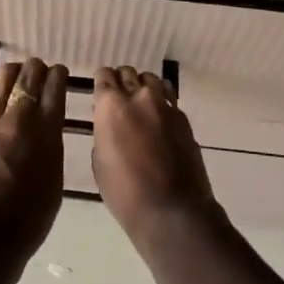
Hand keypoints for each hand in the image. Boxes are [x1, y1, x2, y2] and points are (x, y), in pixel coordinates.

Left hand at [0, 58, 67, 256]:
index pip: (55, 89)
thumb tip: (46, 130)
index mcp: (46, 131)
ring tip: (16, 71)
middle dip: (37, 69)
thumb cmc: (27, 220)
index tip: (60, 73)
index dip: (59, 76)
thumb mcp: (54, 182)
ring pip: (1, 82)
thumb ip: (51, 148)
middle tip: (40, 70)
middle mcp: (18, 118)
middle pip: (28, 78)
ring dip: (11, 72)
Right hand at [90, 66, 216, 246]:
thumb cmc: (125, 192)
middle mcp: (138, 97)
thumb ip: (104, 133)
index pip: (104, 76)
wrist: (171, 210)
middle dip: (122, 82)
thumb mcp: (100, 162)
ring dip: (144, 87)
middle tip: (121, 99)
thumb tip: (111, 126)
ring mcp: (164, 105)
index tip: (102, 91)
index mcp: (111, 106)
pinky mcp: (183, 118)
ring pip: (151, 80)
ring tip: (142, 104)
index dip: (102, 81)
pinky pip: (169, 99)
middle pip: (128, 73)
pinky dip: (161, 103)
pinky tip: (159, 120)